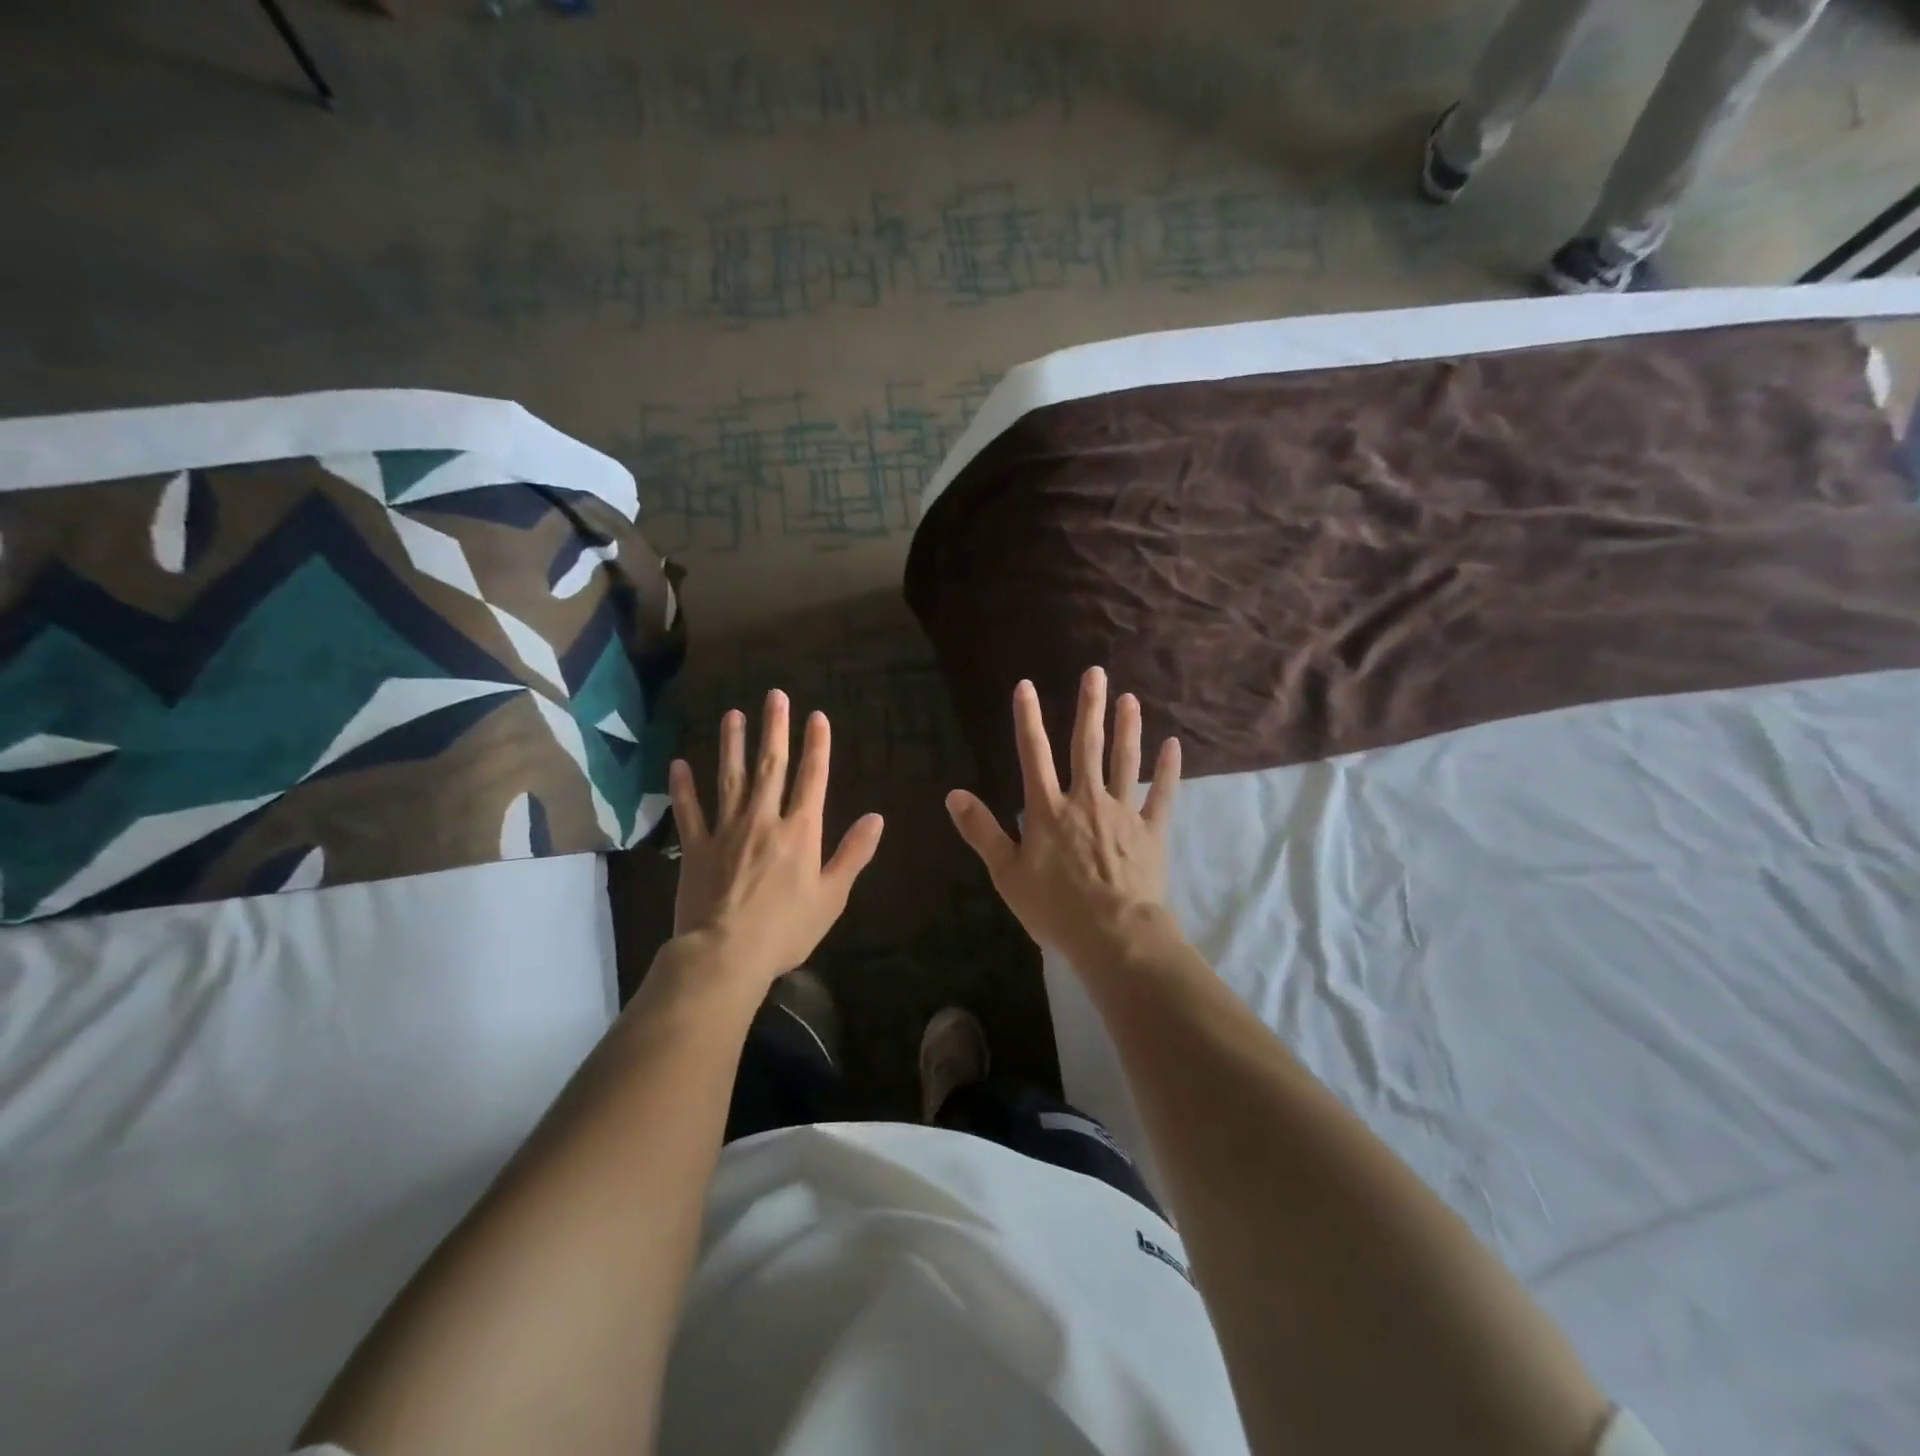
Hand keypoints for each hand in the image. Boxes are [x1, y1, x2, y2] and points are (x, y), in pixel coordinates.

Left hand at [667, 690, 884, 991]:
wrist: (724, 954)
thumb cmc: (786, 930)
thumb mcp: (832, 896)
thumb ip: (853, 854)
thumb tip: (876, 817)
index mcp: (800, 831)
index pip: (812, 778)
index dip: (817, 746)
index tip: (817, 716)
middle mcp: (764, 820)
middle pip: (771, 767)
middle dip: (775, 729)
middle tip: (775, 695)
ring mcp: (726, 831)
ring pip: (730, 778)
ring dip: (733, 745)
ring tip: (733, 715)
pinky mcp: (695, 848)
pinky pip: (689, 812)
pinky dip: (684, 788)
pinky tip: (679, 765)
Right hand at [946, 667, 1179, 966]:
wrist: (1114, 935)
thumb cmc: (1055, 908)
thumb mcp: (1007, 874)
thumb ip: (981, 831)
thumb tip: (954, 794)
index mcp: (1049, 809)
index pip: (1034, 754)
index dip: (1028, 718)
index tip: (1027, 686)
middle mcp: (1086, 799)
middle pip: (1087, 746)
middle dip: (1089, 708)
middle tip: (1096, 673)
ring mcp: (1123, 812)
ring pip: (1125, 761)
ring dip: (1128, 728)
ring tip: (1130, 699)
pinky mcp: (1151, 831)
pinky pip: (1163, 794)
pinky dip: (1169, 770)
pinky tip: (1174, 745)